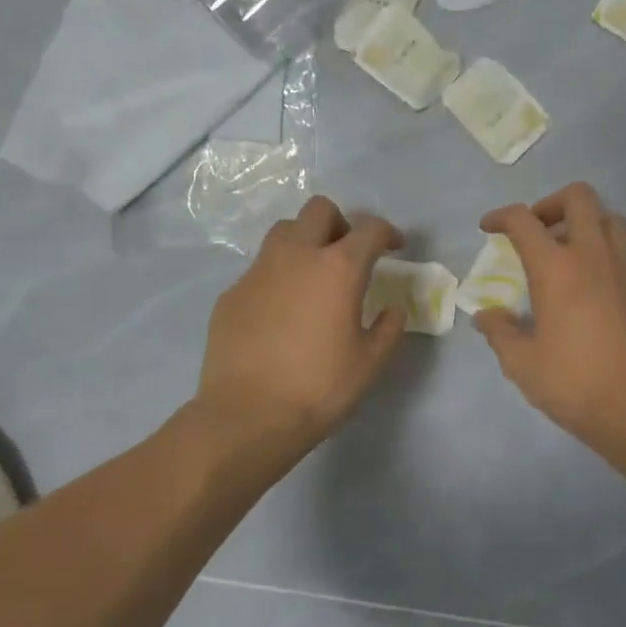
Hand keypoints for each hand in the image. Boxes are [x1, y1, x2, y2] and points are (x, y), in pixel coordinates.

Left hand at [197, 196, 405, 449]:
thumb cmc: (319, 388)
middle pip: (319, 210)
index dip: (387, 233)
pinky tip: (281, 313)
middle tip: (349, 254)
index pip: (369, 228)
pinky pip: (260, 270)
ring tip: (313, 276)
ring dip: (305, 241)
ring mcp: (258, 272)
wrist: (247, 416)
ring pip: (284, 231)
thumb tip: (391, 310)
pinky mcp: (231, 293)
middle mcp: (296, 256)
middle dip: (341, 223)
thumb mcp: (370, 363)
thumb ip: (388, 328)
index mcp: (338, 268)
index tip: (394, 248)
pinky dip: (278, 277)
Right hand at [474, 184, 625, 450]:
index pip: (524, 221)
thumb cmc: (574, 383)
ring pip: (611, 219)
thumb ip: (500, 332)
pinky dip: (606, 257)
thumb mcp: (522, 363)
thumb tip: (487, 316)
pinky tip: (595, 291)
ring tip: (569, 253)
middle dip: (551, 203)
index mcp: (557, 269)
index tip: (489, 228)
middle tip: (538, 231)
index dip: (501, 216)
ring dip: (586, 224)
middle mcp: (594, 256)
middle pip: (579, 197)